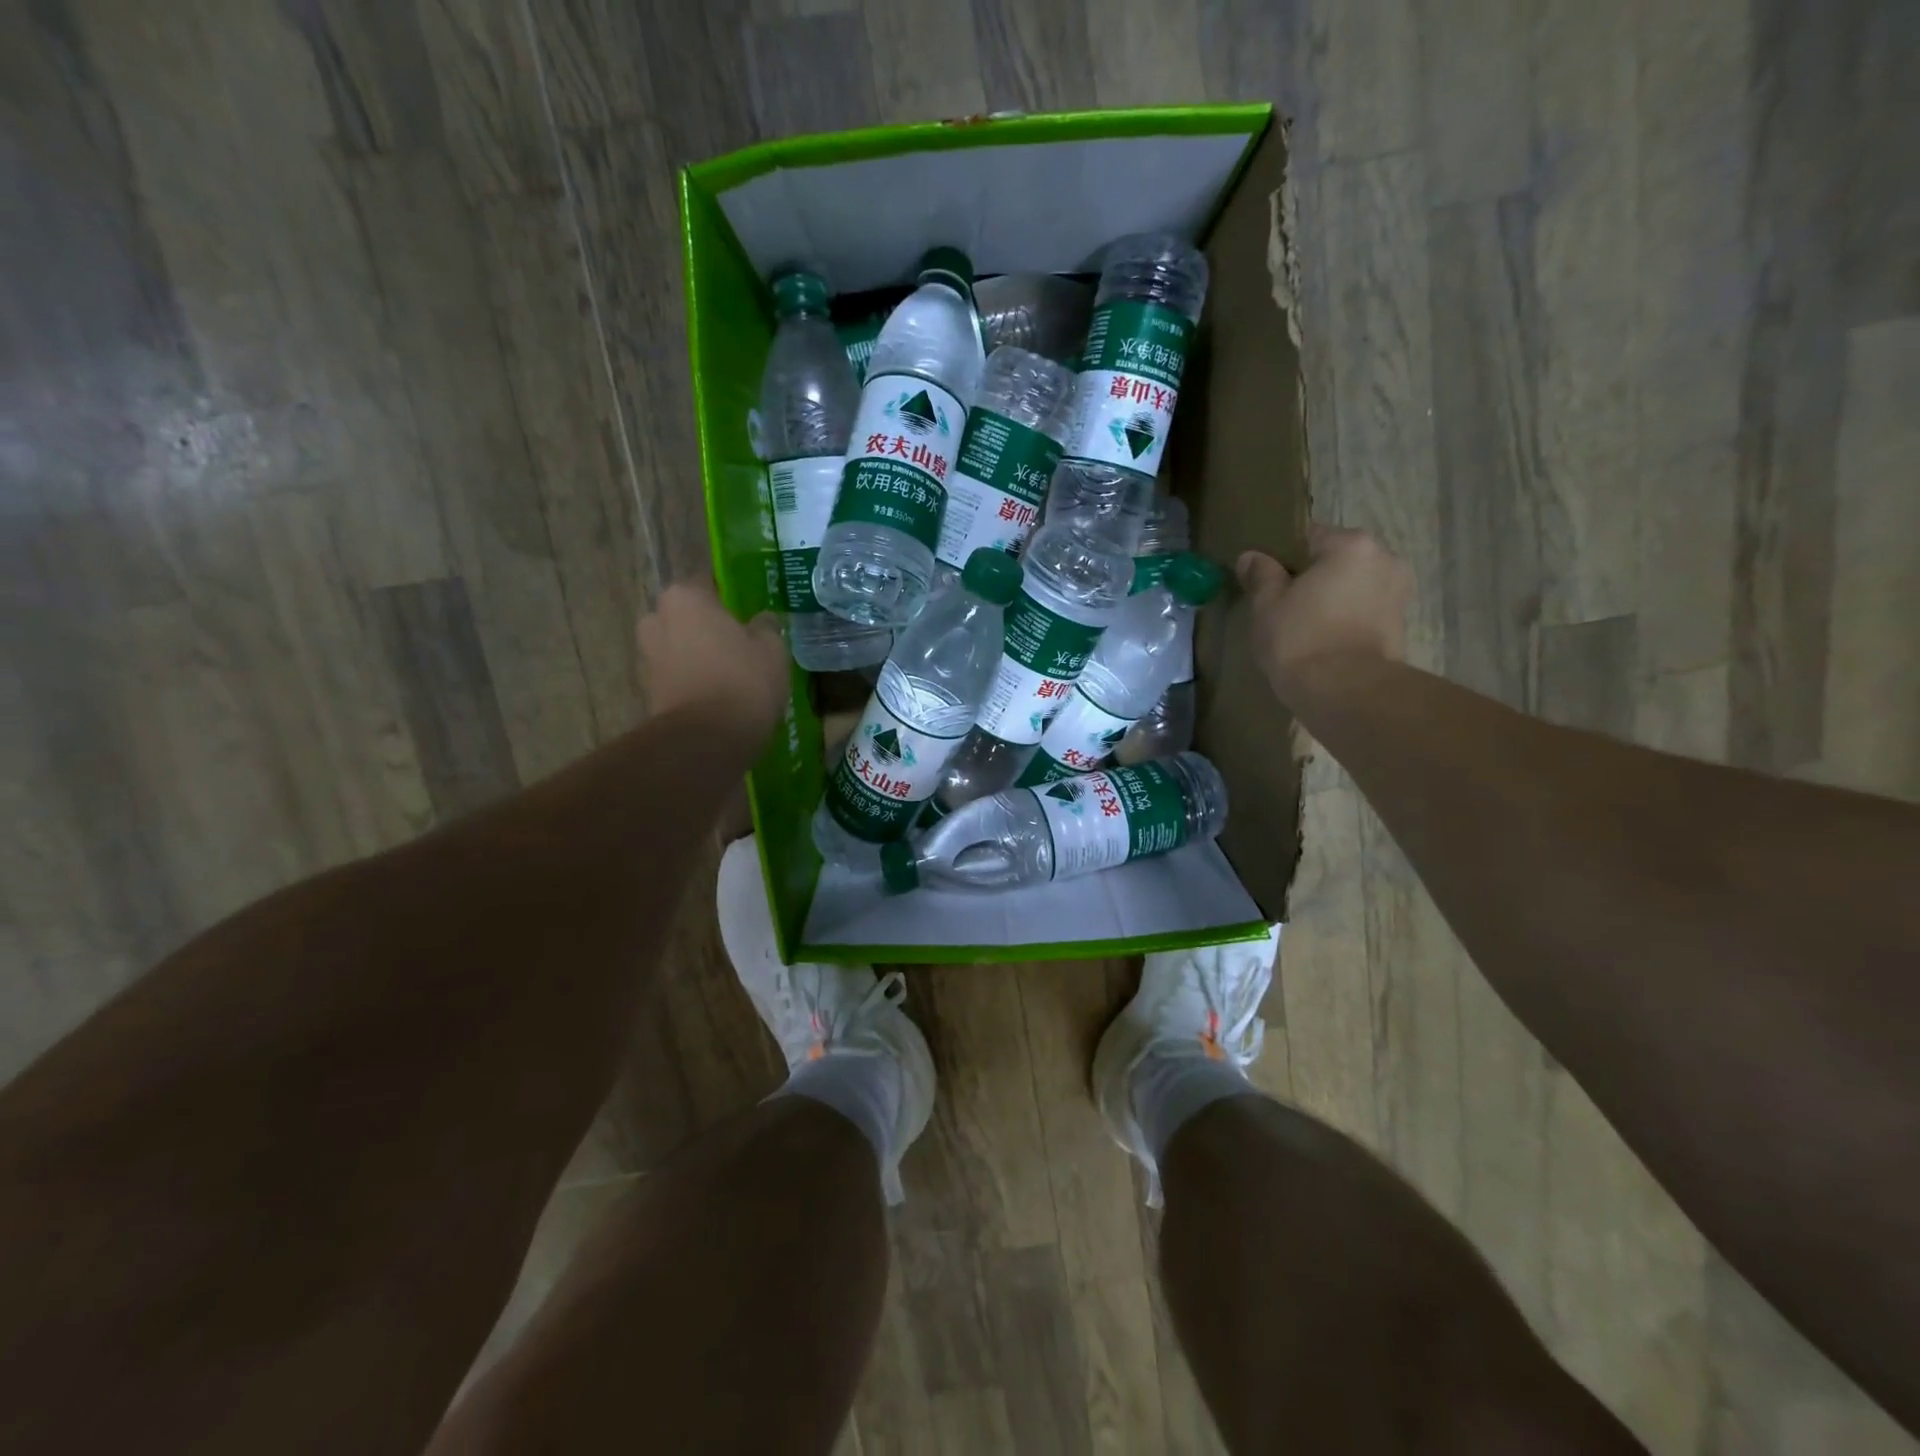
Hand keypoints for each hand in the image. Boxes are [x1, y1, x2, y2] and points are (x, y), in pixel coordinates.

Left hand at [637, 581, 787, 732]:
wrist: (707, 739)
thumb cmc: (743, 680)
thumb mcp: (772, 648)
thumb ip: (766, 627)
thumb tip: (761, 621)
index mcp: (685, 597)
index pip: (707, 583)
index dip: (729, 597)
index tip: (747, 613)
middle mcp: (656, 619)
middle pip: (687, 616)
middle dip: (707, 627)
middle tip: (739, 644)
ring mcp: (646, 656)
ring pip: (678, 646)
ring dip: (697, 655)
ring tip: (729, 674)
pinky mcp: (646, 690)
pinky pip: (675, 675)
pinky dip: (691, 680)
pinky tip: (716, 695)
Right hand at [1238, 526, 1410, 705]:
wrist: (1345, 691)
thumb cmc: (1300, 639)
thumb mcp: (1266, 604)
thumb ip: (1261, 575)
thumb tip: (1252, 556)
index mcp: (1351, 544)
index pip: (1308, 536)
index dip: (1281, 557)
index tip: (1264, 581)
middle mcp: (1384, 559)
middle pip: (1335, 560)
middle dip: (1311, 578)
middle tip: (1281, 605)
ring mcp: (1398, 593)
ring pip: (1351, 587)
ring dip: (1330, 599)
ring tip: (1301, 627)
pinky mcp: (1400, 625)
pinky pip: (1363, 611)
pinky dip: (1344, 620)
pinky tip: (1322, 641)